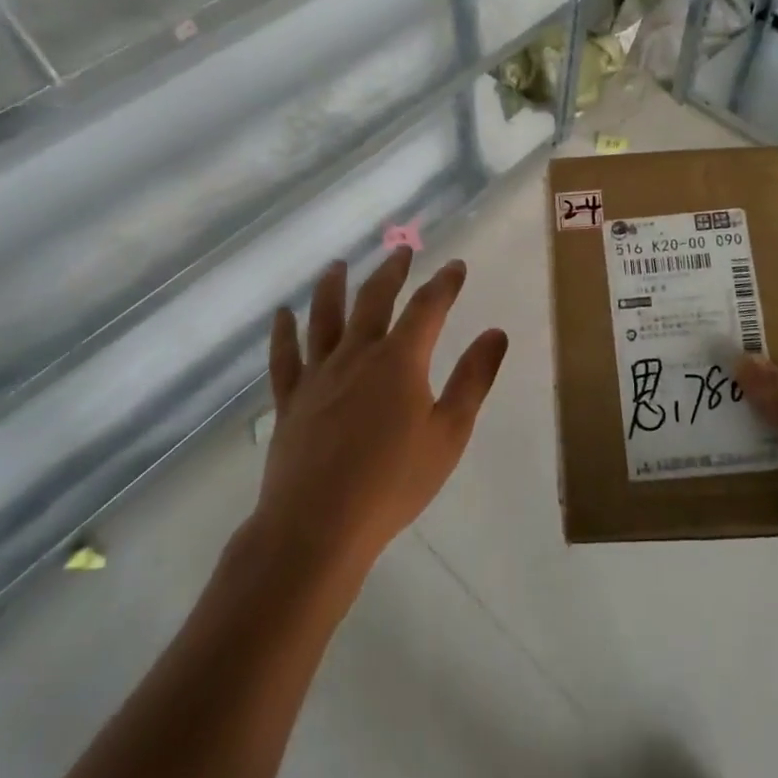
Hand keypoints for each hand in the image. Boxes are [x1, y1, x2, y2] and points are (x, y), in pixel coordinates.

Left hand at [254, 249, 508, 579]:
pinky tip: (282, 315)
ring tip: (337, 265)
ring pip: (324, 318)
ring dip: (333, 287)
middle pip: (374, 300)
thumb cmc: (394, 482)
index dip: (444, 284)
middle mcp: (357, 355)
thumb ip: (473, 379)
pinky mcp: (291, 400)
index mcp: (400, 360)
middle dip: (391, 271)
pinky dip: (283, 333)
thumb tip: (495, 333)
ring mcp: (318, 375)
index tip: (455, 266)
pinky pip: (284, 357)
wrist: (318, 525)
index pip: (427, 308)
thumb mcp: (449, 433)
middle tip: (401, 251)